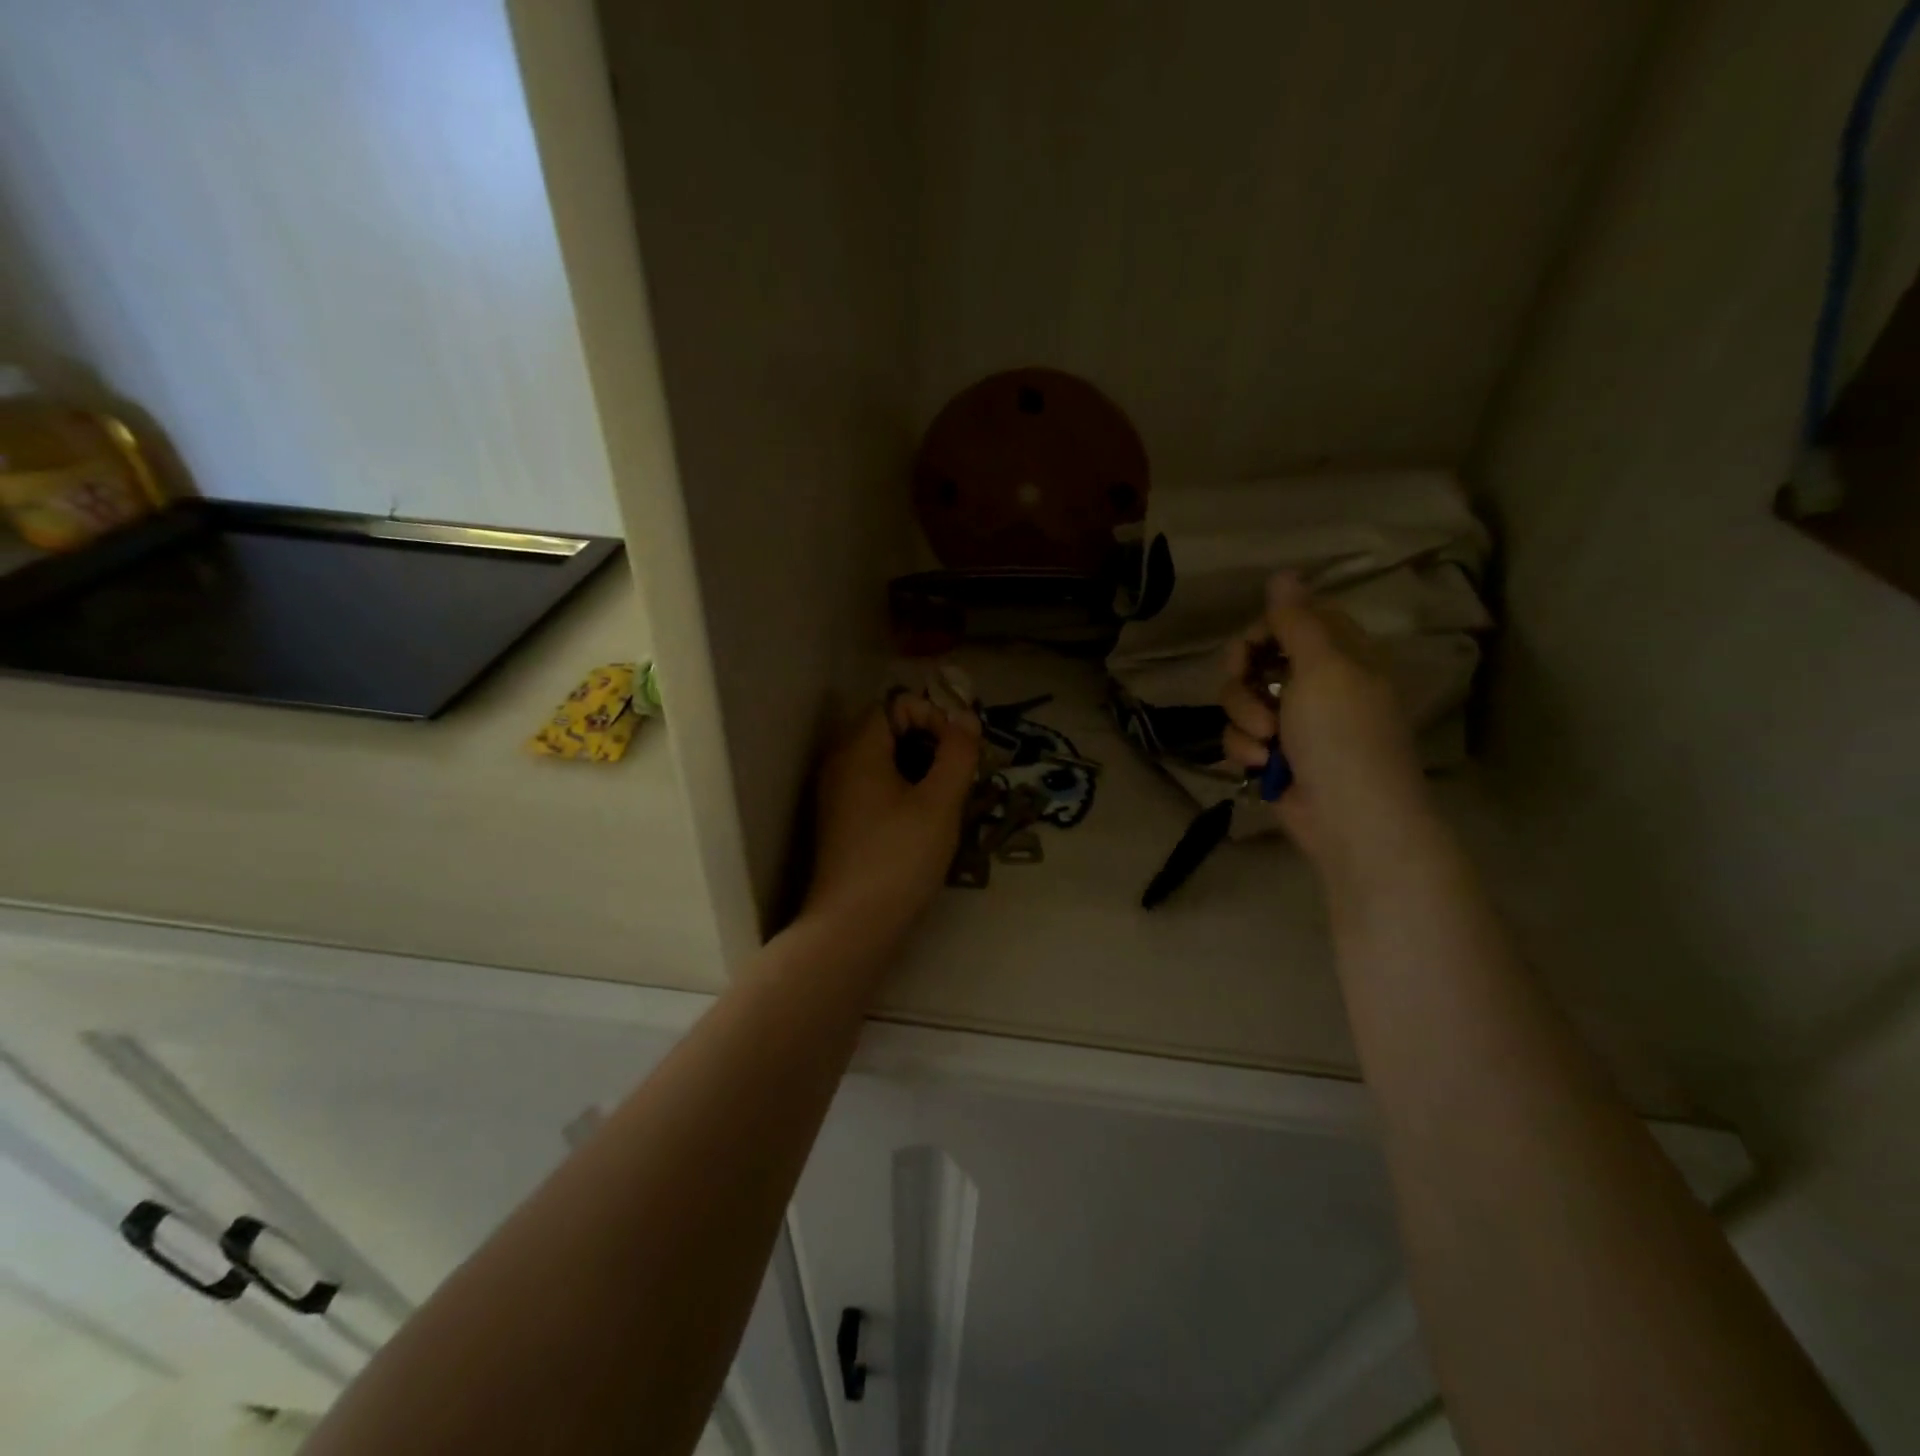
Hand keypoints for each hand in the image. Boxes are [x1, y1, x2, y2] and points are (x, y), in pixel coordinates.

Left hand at [803, 697, 980, 941]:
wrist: (852, 927)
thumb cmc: (899, 858)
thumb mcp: (939, 803)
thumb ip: (957, 754)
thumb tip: (966, 718)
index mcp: (858, 750)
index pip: (895, 704)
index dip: (932, 715)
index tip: (959, 750)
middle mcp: (840, 764)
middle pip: (889, 730)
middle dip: (930, 742)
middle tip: (959, 773)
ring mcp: (837, 795)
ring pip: (884, 761)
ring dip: (920, 768)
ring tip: (948, 799)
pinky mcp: (842, 823)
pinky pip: (875, 787)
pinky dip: (903, 790)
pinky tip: (925, 821)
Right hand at [1219, 575, 1430, 877]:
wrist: (1348, 819)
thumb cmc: (1343, 736)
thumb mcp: (1323, 669)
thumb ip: (1297, 621)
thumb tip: (1283, 572)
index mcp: (1342, 655)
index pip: (1295, 619)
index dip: (1265, 628)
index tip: (1251, 648)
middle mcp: (1316, 683)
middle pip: (1258, 657)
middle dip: (1245, 675)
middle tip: (1248, 683)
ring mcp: (1292, 721)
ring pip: (1240, 698)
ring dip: (1244, 717)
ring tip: (1266, 741)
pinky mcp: (1272, 754)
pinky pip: (1239, 735)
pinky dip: (1244, 748)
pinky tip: (1260, 765)